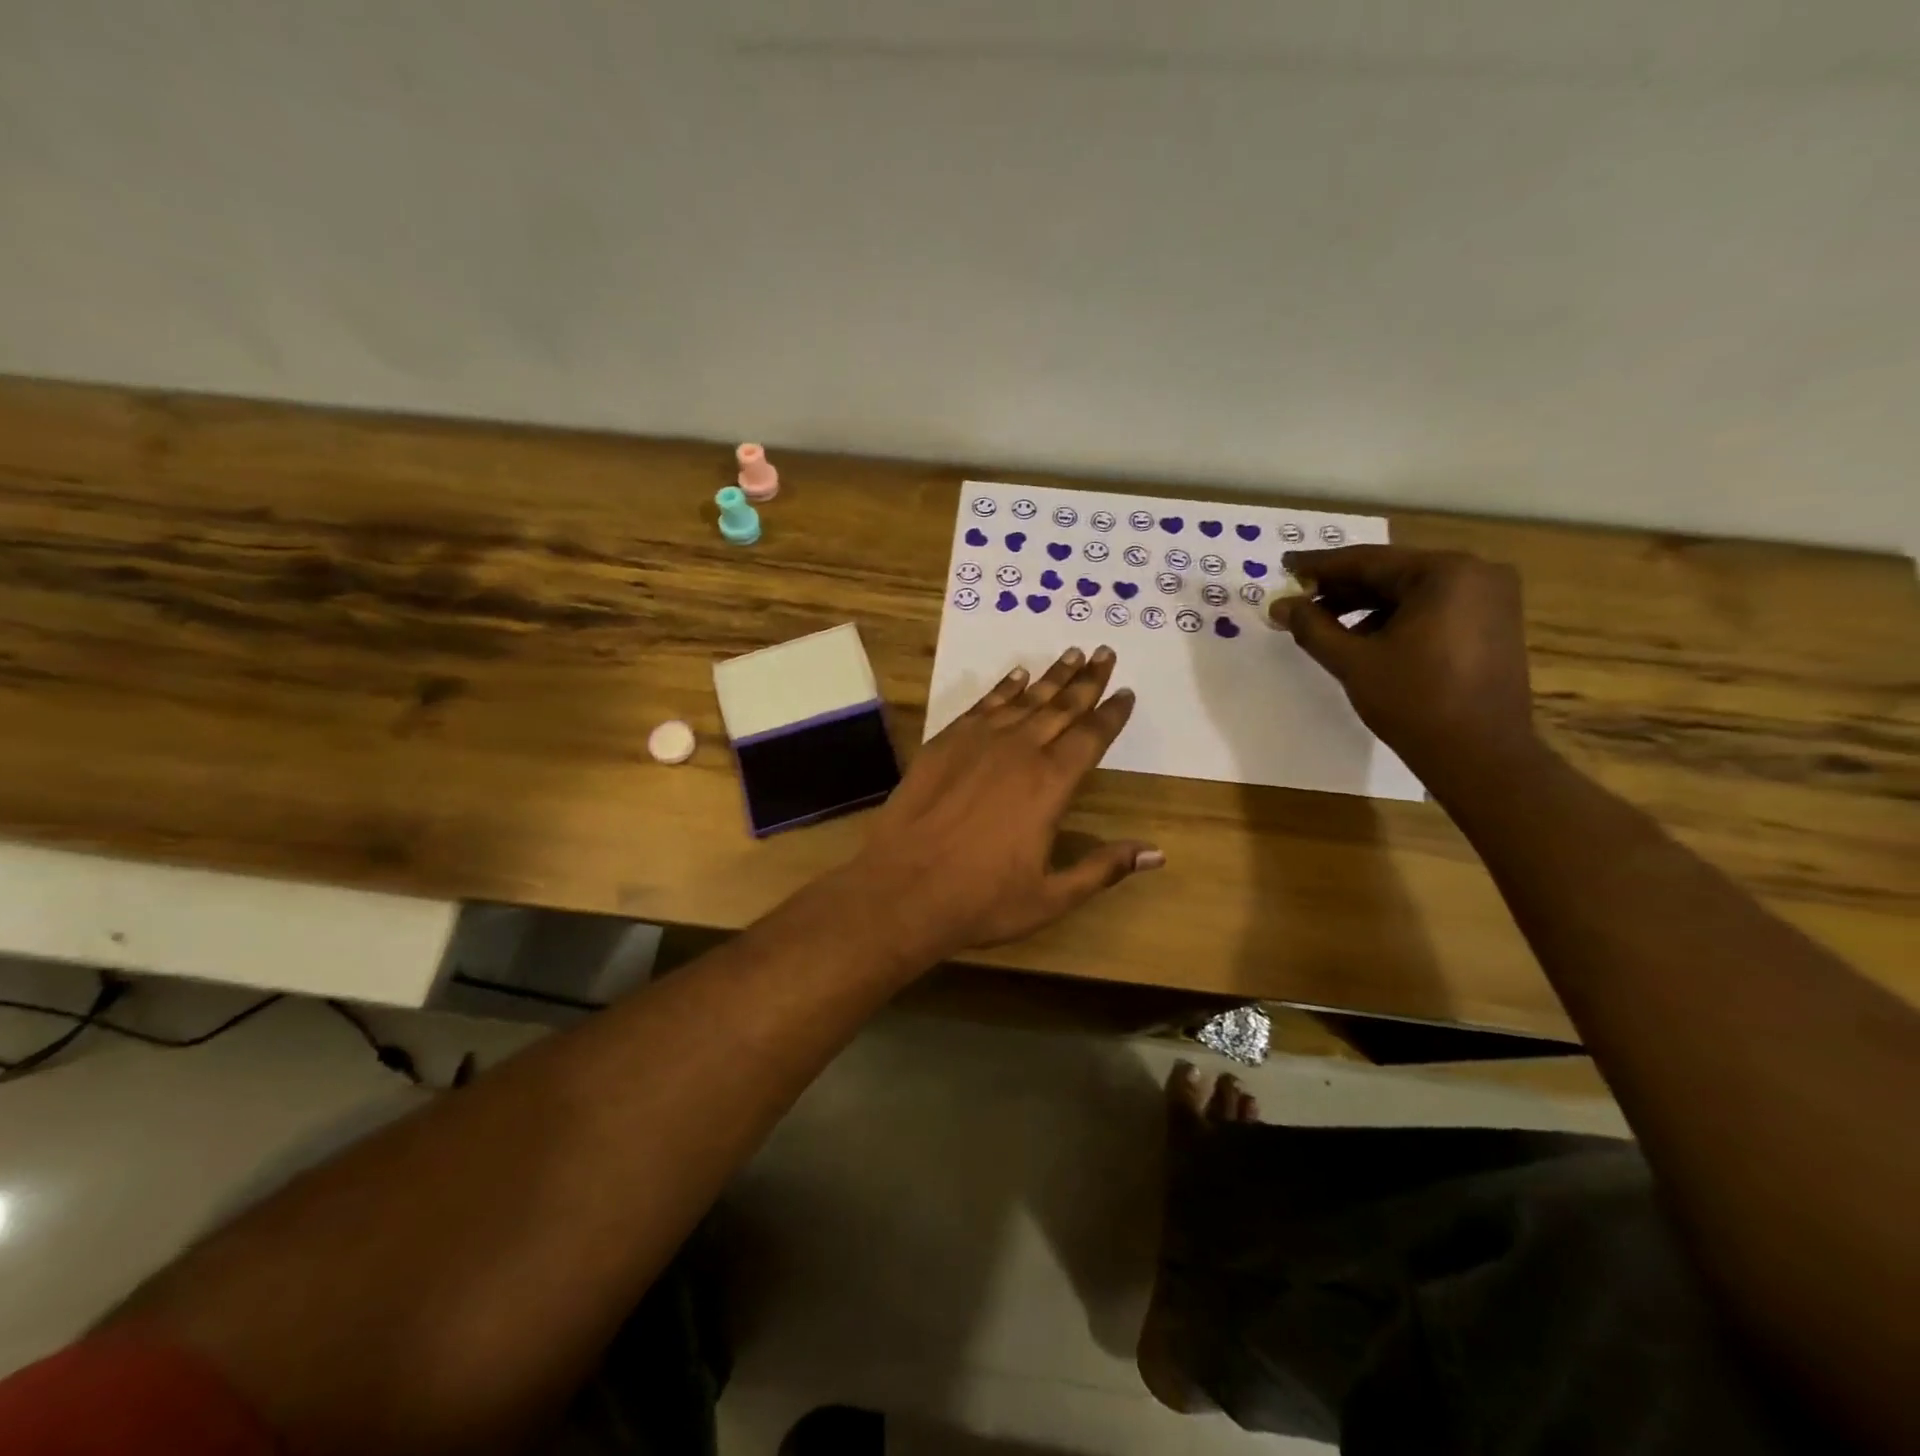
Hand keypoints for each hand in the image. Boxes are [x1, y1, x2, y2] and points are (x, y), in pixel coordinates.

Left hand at [844, 646, 1161, 962]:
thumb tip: (1156, 854)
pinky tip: (1017, 676)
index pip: (1091, 737)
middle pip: (1061, 707)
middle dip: (1087, 680)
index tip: (1126, 692)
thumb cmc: (980, 899)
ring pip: (1024, 699)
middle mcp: (1019, 751)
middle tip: (1104, 652)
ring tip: (1071, 654)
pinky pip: (983, 705)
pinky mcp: (945, 742)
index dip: (1111, 713)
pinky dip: (1003, 688)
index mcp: (1050, 784)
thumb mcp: (1050, 897)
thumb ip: (1102, 869)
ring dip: (1050, 677)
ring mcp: (978, 742)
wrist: (901, 888)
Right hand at [1272, 546, 1536, 779]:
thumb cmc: (1415, 701)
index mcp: (1445, 572)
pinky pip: (1432, 608)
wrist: (1481, 755)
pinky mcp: (1493, 624)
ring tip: (1322, 623)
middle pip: (1391, 574)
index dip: (1320, 566)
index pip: (1368, 561)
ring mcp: (1491, 598)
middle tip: (1298, 597)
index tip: (1285, 566)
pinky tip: (1361, 638)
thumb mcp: (1353, 662)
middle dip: (1341, 588)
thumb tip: (1280, 605)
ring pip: (1410, 592)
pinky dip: (1394, 619)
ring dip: (1364, 606)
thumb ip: (1312, 627)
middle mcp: (1475, 573)